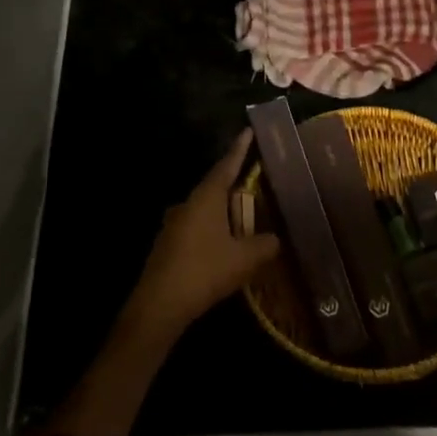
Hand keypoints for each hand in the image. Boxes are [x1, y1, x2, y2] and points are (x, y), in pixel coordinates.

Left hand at [128, 130, 281, 336]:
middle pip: (215, 187)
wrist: (159, 305)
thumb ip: (266, 245)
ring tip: (244, 220)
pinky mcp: (168, 244)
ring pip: (205, 209)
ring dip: (223, 212)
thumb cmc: (205, 271)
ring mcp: (174, 224)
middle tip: (256, 184)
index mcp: (206, 197)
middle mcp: (187, 203)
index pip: (227, 165)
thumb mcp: (245, 259)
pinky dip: (212, 230)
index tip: (248, 130)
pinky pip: (196, 228)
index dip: (240, 148)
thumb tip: (277, 239)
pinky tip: (223, 247)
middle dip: (235, 185)